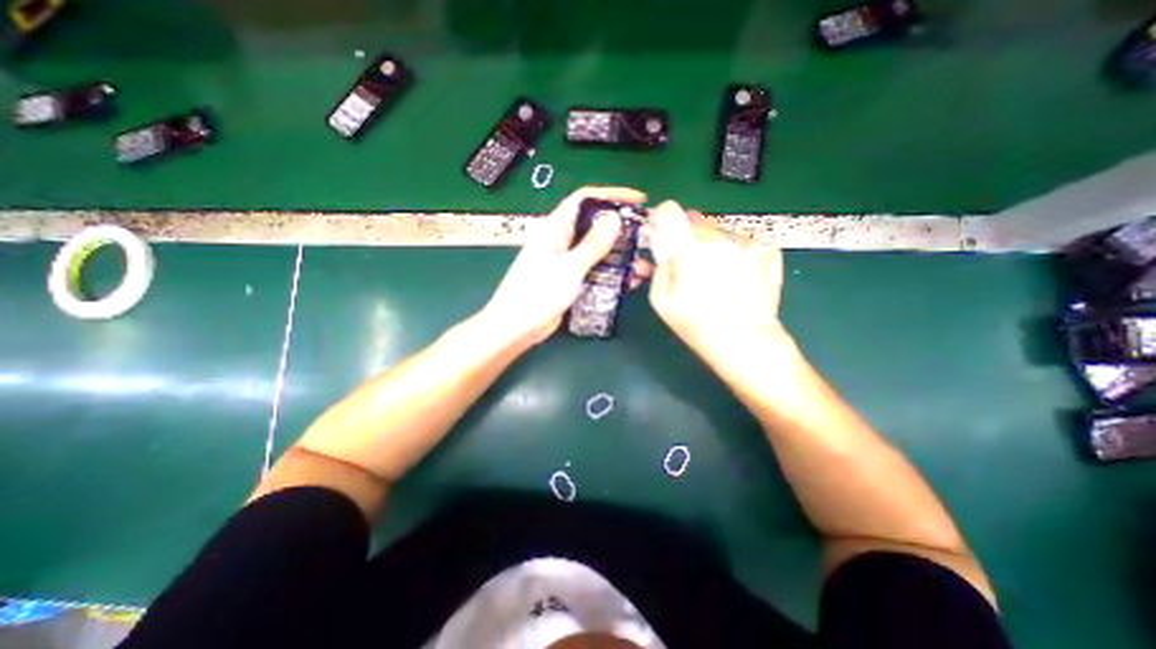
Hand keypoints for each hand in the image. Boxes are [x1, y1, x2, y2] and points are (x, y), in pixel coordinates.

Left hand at [480, 184, 647, 343]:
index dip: (612, 195)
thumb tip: (615, 218)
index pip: (585, 199)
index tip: (638, 201)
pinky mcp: (571, 279)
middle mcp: (562, 240)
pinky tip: (630, 281)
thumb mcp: (569, 267)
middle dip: (622, 229)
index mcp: (556, 228)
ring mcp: (567, 260)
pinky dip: (613, 273)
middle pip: (596, 225)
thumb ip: (593, 244)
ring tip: (644, 266)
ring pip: (599, 250)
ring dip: (621, 255)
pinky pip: (596, 270)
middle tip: (648, 237)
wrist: (516, 328)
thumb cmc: (537, 294)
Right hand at [647, 201, 791, 362]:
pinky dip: (733, 251)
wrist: (746, 341)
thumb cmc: (697, 325)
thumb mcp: (661, 301)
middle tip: (688, 264)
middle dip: (686, 236)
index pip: (669, 211)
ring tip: (716, 276)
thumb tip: (661, 243)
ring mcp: (746, 241)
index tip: (661, 233)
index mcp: (689, 249)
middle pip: (694, 220)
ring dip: (711, 244)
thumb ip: (659, 265)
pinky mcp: (766, 248)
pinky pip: (740, 240)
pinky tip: (736, 276)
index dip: (661, 219)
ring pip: (718, 230)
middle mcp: (719, 238)